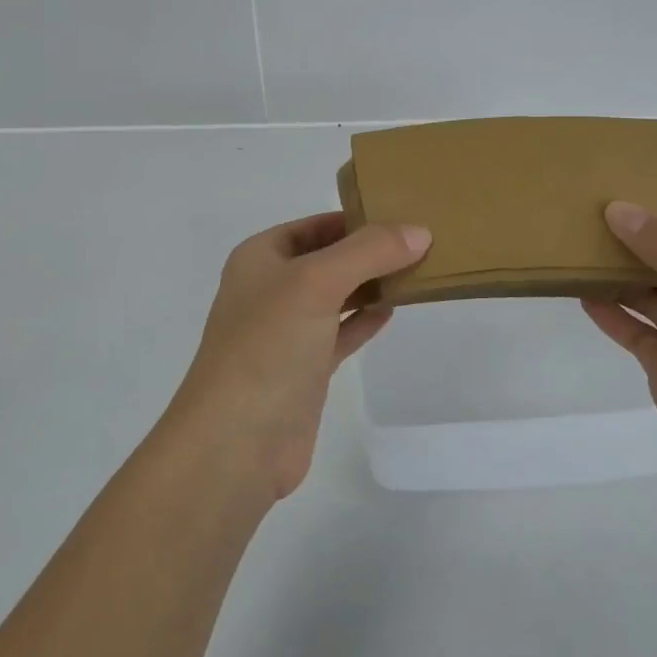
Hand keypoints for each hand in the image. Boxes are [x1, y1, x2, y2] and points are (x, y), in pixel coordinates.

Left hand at [168, 212, 430, 499]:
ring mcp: (286, 332)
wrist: (236, 442)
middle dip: (368, 252)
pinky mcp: (304, 370)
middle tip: (420, 242)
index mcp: (259, 258)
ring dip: (370, 285)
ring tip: (417, 271)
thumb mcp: (316, 283)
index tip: (402, 214)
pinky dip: (364, 320)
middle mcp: (270, 290)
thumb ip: (368, 252)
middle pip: (326, 259)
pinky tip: (393, 310)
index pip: (313, 225)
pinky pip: (340, 333)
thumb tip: (419, 231)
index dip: (354, 218)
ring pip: (335, 296)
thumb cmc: (268, 346)